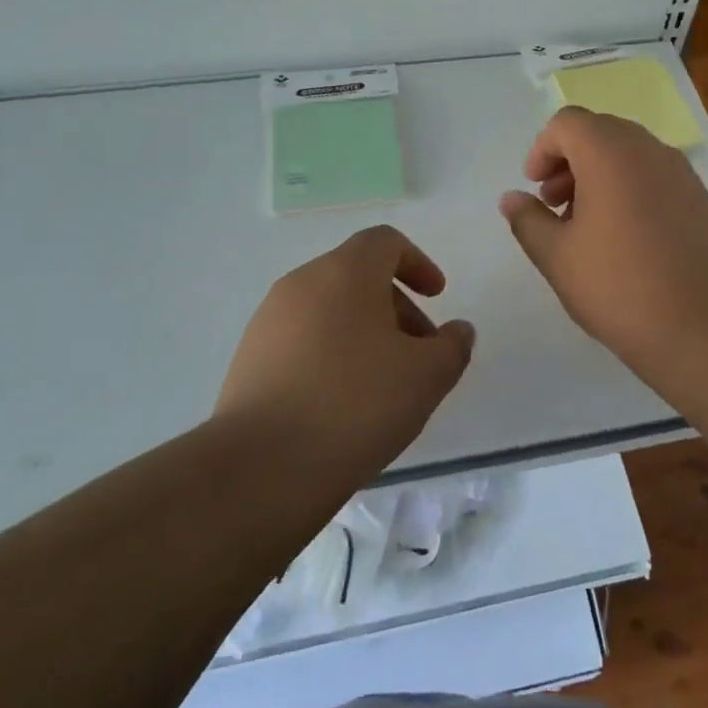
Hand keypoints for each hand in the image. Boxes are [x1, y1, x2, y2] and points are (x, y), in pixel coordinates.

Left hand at [215, 226, 475, 476]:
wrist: (260, 466)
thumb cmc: (356, 404)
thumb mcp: (426, 376)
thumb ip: (453, 346)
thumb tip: (457, 331)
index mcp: (345, 272)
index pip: (385, 242)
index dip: (418, 263)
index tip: (437, 297)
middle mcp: (301, 284)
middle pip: (358, 276)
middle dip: (396, 307)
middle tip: (419, 353)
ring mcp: (268, 321)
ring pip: (329, 310)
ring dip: (364, 333)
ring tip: (384, 385)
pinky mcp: (249, 359)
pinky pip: (303, 341)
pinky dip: (332, 354)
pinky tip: (343, 404)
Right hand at [499, 106, 707, 370]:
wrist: (702, 324)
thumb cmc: (617, 285)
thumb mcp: (556, 256)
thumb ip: (527, 219)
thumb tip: (511, 198)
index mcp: (609, 153)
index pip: (567, 123)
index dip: (542, 150)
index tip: (534, 188)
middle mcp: (648, 149)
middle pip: (599, 132)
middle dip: (569, 161)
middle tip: (554, 205)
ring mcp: (680, 172)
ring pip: (629, 153)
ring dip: (599, 175)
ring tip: (585, 224)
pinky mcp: (699, 198)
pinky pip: (654, 175)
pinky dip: (629, 188)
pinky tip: (624, 236)